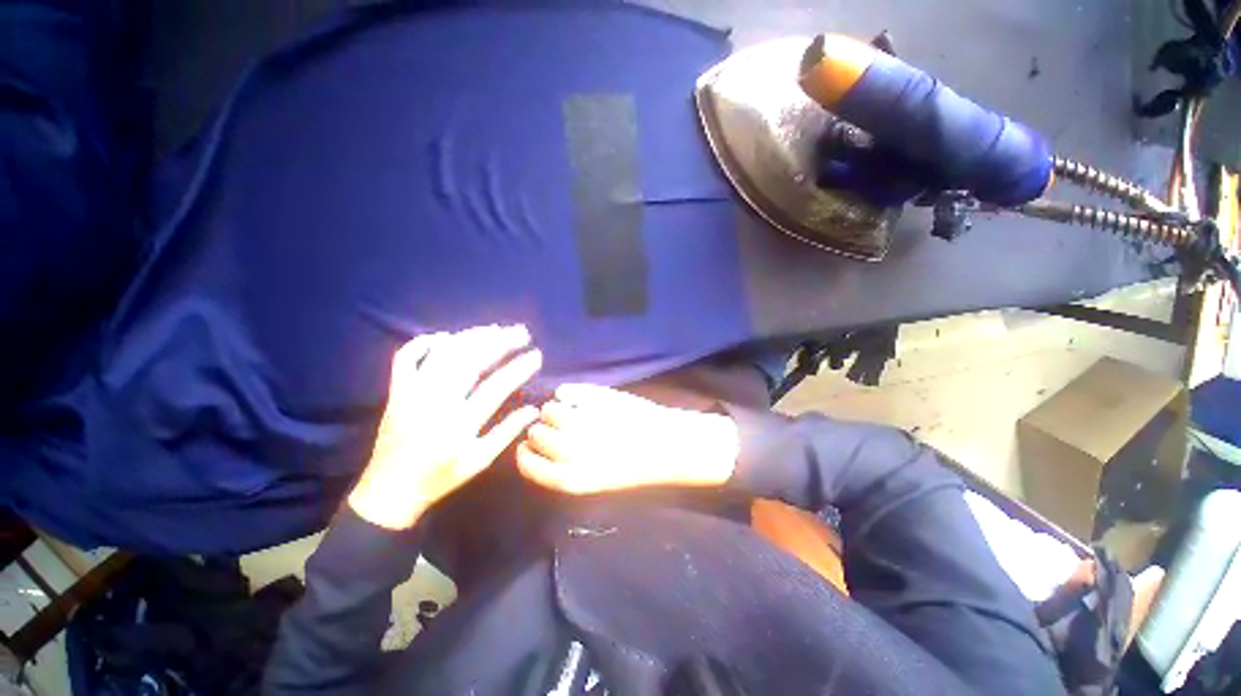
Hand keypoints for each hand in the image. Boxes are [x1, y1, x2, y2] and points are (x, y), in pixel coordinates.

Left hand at [348, 325, 541, 529]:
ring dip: (471, 337)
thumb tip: (534, 410)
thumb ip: (507, 433)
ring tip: (495, 329)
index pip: (495, 387)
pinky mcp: (396, 390)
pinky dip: (424, 341)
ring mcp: (412, 393)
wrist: (390, 489)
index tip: (536, 355)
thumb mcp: (479, 461)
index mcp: (459, 424)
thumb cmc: (440, 477)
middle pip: (470, 361)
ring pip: (444, 354)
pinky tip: (446, 336)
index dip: (518, 368)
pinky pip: (406, 357)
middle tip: (521, 332)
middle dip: (500, 342)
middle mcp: (435, 402)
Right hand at [516, 384, 738, 494]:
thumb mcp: (593, 482)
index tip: (527, 444)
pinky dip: (566, 392)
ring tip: (565, 409)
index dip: (525, 453)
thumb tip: (534, 447)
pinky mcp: (598, 399)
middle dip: (539, 430)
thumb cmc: (633, 467)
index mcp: (572, 478)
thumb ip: (562, 469)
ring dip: (552, 409)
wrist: (667, 446)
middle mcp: (574, 451)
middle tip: (551, 426)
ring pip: (550, 410)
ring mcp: (586, 421)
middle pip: (537, 435)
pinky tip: (573, 397)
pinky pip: (567, 392)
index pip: (529, 465)